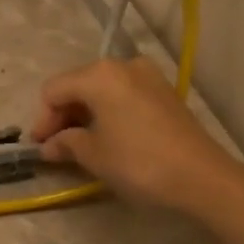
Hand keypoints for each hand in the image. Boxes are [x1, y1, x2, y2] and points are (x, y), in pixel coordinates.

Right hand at [29, 58, 242, 214]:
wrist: (202, 178)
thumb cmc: (138, 162)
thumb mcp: (94, 155)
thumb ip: (66, 143)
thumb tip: (49, 145)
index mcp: (99, 75)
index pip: (54, 90)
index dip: (43, 119)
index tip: (41, 146)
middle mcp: (123, 65)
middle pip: (78, 85)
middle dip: (64, 115)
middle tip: (57, 146)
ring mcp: (148, 76)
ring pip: (102, 90)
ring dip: (86, 114)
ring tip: (81, 144)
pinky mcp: (164, 92)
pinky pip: (124, 95)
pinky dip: (109, 112)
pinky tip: (108, 137)